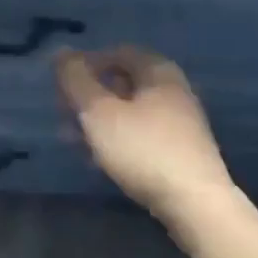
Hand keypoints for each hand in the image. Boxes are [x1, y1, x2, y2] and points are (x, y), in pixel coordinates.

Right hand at [56, 46, 236, 225]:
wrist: (196, 205)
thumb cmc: (143, 149)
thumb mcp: (100, 112)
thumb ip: (77, 80)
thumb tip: (61, 52)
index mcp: (158, 71)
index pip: (118, 52)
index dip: (87, 63)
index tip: (63, 84)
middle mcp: (174, 90)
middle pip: (124, 82)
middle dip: (90, 95)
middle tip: (64, 113)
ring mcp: (181, 123)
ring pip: (131, 112)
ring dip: (100, 121)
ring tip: (73, 140)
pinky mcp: (181, 152)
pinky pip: (142, 135)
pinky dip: (118, 140)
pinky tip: (99, 160)